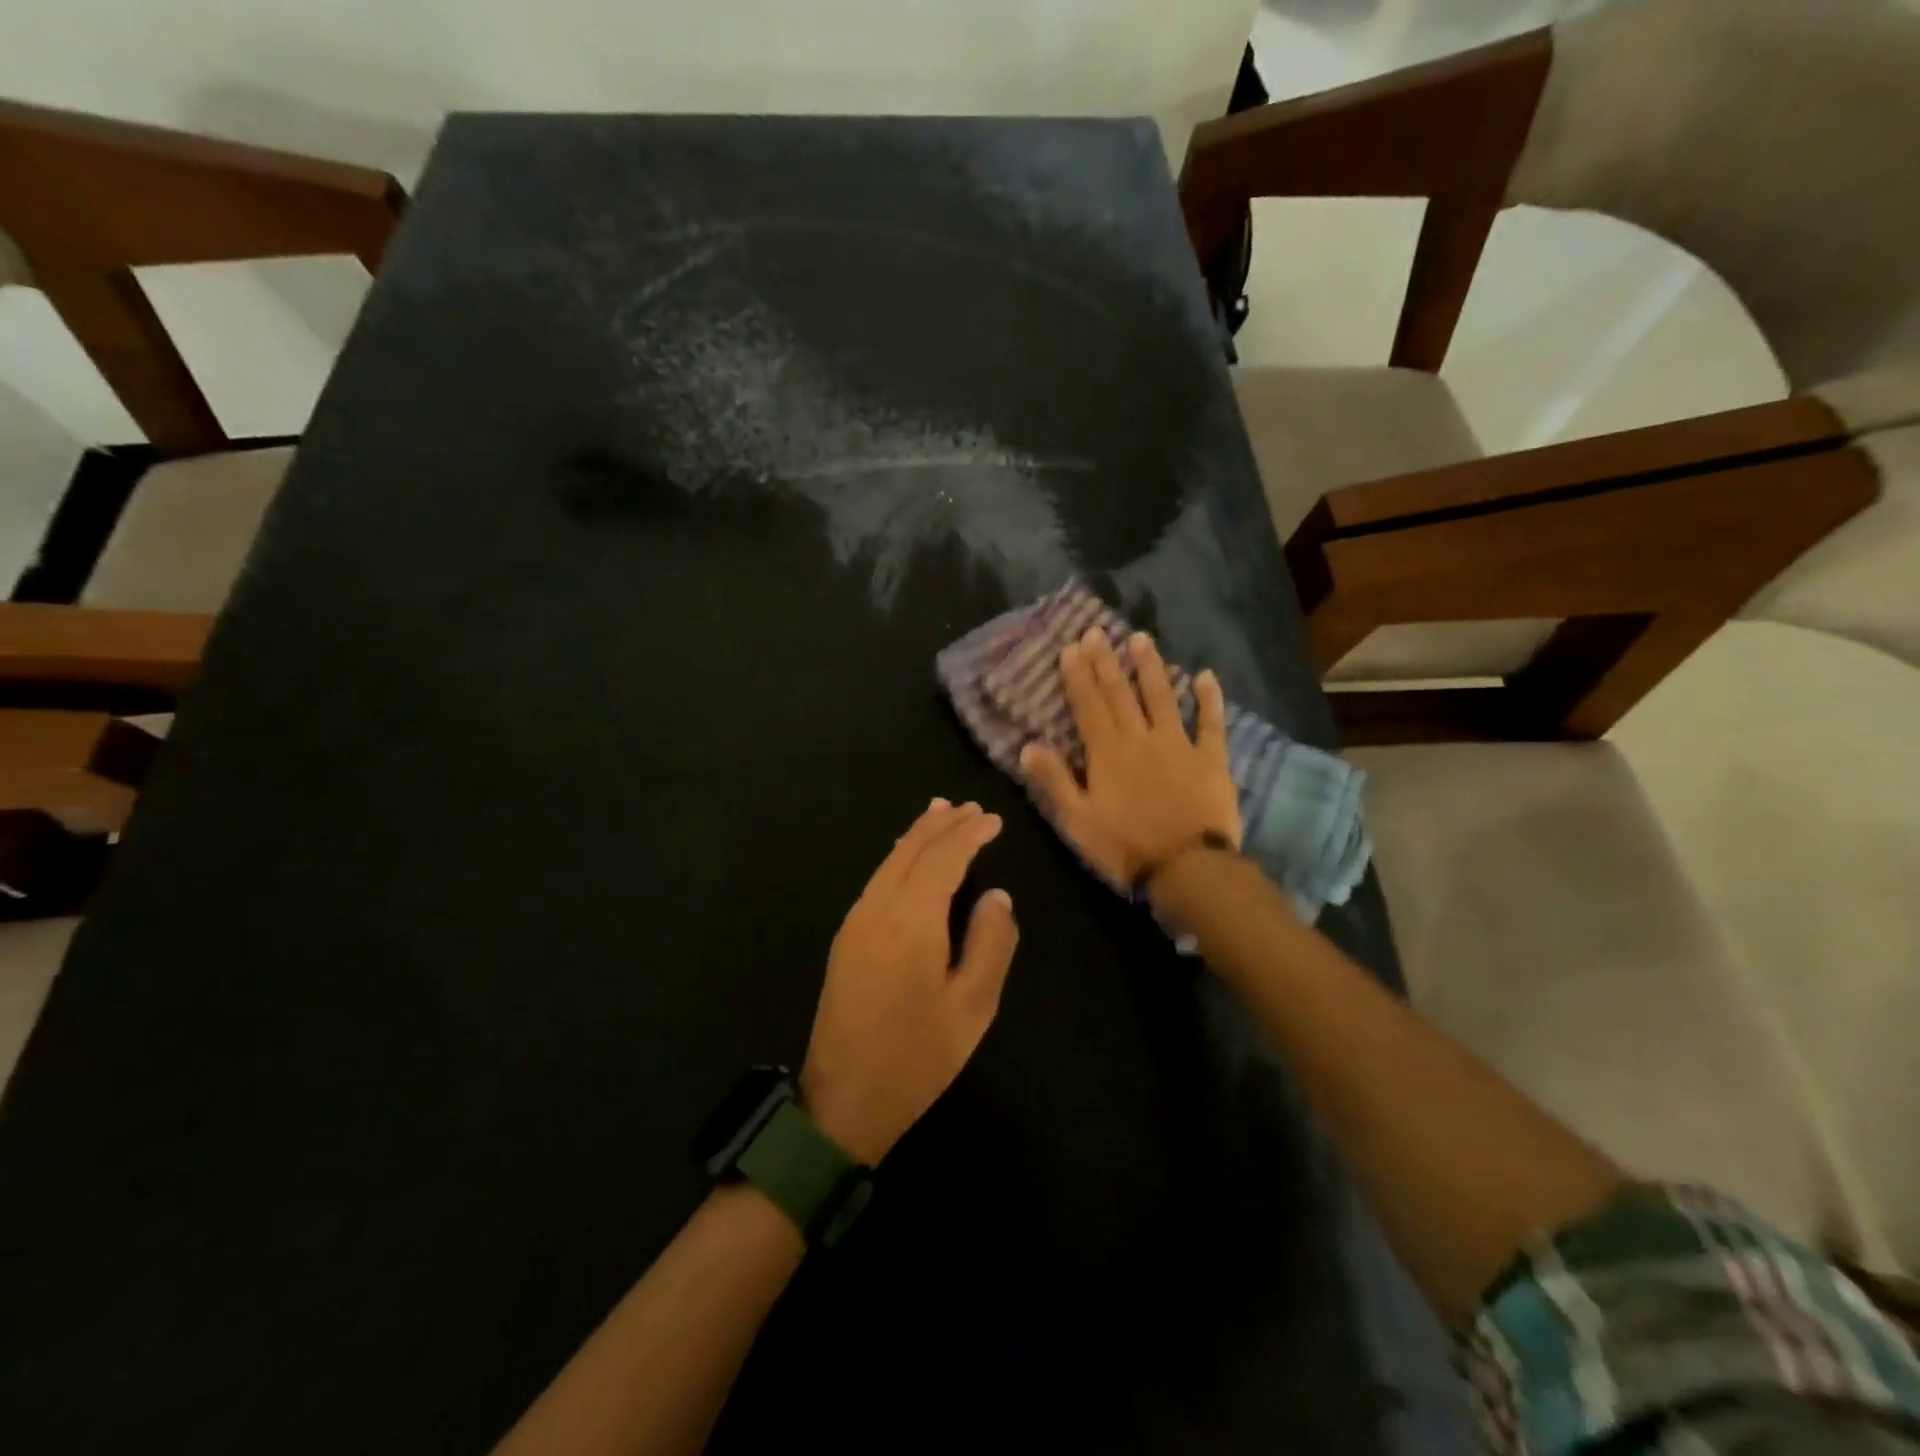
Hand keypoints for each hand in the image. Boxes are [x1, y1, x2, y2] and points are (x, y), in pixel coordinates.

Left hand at [800, 800, 1018, 1164]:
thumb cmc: (917, 1057)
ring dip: (918, 836)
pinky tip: (910, 857)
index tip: (993, 820)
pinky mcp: (845, 938)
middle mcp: (877, 909)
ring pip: (889, 862)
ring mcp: (855, 922)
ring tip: (941, 815)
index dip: (969, 835)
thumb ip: (991, 944)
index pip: (943, 859)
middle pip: (910, 850)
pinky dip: (900, 858)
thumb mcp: (972, 1008)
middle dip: (941, 825)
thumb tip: (997, 895)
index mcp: (911, 922)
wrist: (843, 1101)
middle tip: (969, 808)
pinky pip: (877, 880)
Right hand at [1019, 628, 1240, 888]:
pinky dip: (1210, 699)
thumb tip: (1027, 746)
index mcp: (1107, 753)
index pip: (1089, 705)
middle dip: (1107, 662)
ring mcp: (1179, 745)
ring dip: (1151, 667)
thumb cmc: (1125, 847)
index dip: (1078, 676)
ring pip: (1163, 697)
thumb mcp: (1077, 821)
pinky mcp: (1211, 759)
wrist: (1187, 869)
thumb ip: (1054, 781)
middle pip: (1121, 694)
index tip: (1071, 648)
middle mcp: (1141, 738)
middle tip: (1098, 632)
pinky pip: (1211, 723)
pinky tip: (1207, 676)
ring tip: (1141, 639)